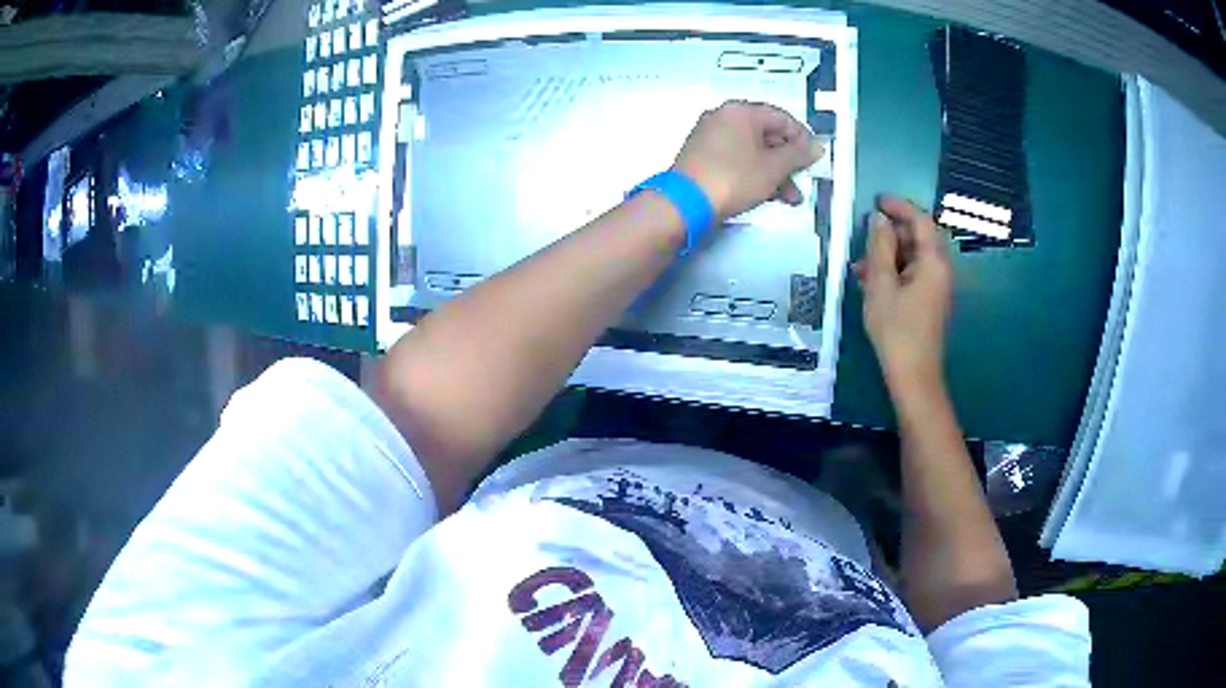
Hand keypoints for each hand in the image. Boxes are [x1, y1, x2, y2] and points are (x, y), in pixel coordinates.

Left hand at [673, 101, 823, 219]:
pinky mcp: (702, 155)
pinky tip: (765, 194)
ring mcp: (710, 136)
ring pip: (752, 150)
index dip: (802, 138)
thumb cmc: (729, 179)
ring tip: (788, 197)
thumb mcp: (774, 168)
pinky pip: (736, 158)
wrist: (686, 203)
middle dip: (787, 161)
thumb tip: (814, 146)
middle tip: (801, 179)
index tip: (812, 157)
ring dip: (773, 172)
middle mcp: (723, 117)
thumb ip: (798, 155)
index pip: (781, 117)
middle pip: (766, 134)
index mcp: (740, 111)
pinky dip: (753, 173)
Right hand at [854, 196, 952, 391]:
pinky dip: (893, 271)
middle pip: (918, 238)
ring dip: (888, 255)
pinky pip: (912, 274)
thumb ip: (879, 247)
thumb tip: (878, 219)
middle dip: (891, 234)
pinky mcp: (929, 301)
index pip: (921, 221)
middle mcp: (940, 270)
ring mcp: (936, 287)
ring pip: (913, 257)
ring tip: (860, 267)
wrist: (913, 376)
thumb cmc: (896, 329)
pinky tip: (871, 283)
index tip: (876, 200)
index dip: (899, 206)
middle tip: (864, 238)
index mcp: (933, 262)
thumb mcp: (881, 285)